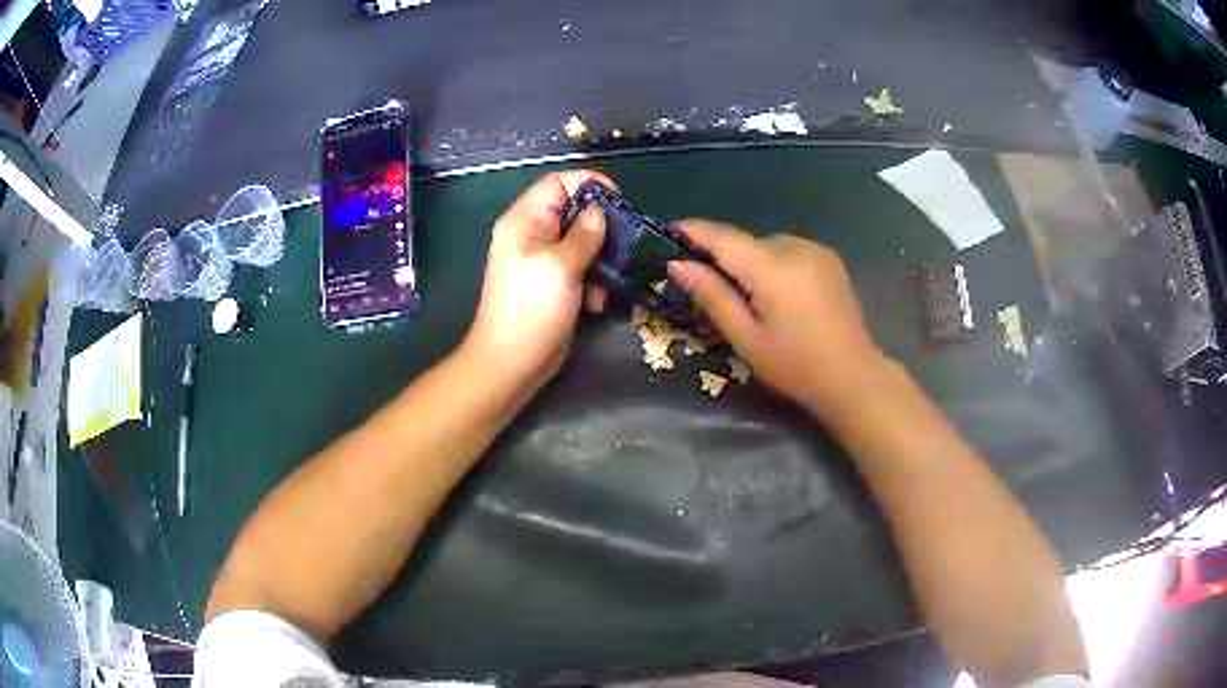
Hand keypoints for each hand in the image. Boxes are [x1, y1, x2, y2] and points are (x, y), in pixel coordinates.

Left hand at [462, 170, 612, 392]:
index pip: (557, 183)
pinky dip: (592, 282)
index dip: (588, 184)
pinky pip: (580, 270)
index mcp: (525, 221)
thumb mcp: (560, 266)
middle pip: (574, 213)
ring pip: (582, 244)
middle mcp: (532, 235)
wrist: (512, 362)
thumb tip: (600, 211)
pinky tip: (596, 303)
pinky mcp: (554, 285)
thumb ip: (584, 235)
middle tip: (624, 242)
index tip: (619, 199)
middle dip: (601, 228)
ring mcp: (543, 262)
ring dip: (600, 261)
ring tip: (607, 281)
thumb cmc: (531, 309)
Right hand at [668, 221, 889, 411]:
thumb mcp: (746, 338)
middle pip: (745, 241)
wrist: (853, 376)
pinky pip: (787, 251)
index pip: (723, 237)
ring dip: (748, 261)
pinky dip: (771, 263)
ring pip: (766, 246)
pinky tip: (775, 293)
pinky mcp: (828, 259)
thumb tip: (678, 263)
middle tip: (703, 282)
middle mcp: (795, 247)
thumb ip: (713, 296)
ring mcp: (816, 250)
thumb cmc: (795, 366)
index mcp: (773, 268)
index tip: (667, 231)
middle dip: (722, 255)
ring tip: (744, 295)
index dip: (693, 231)